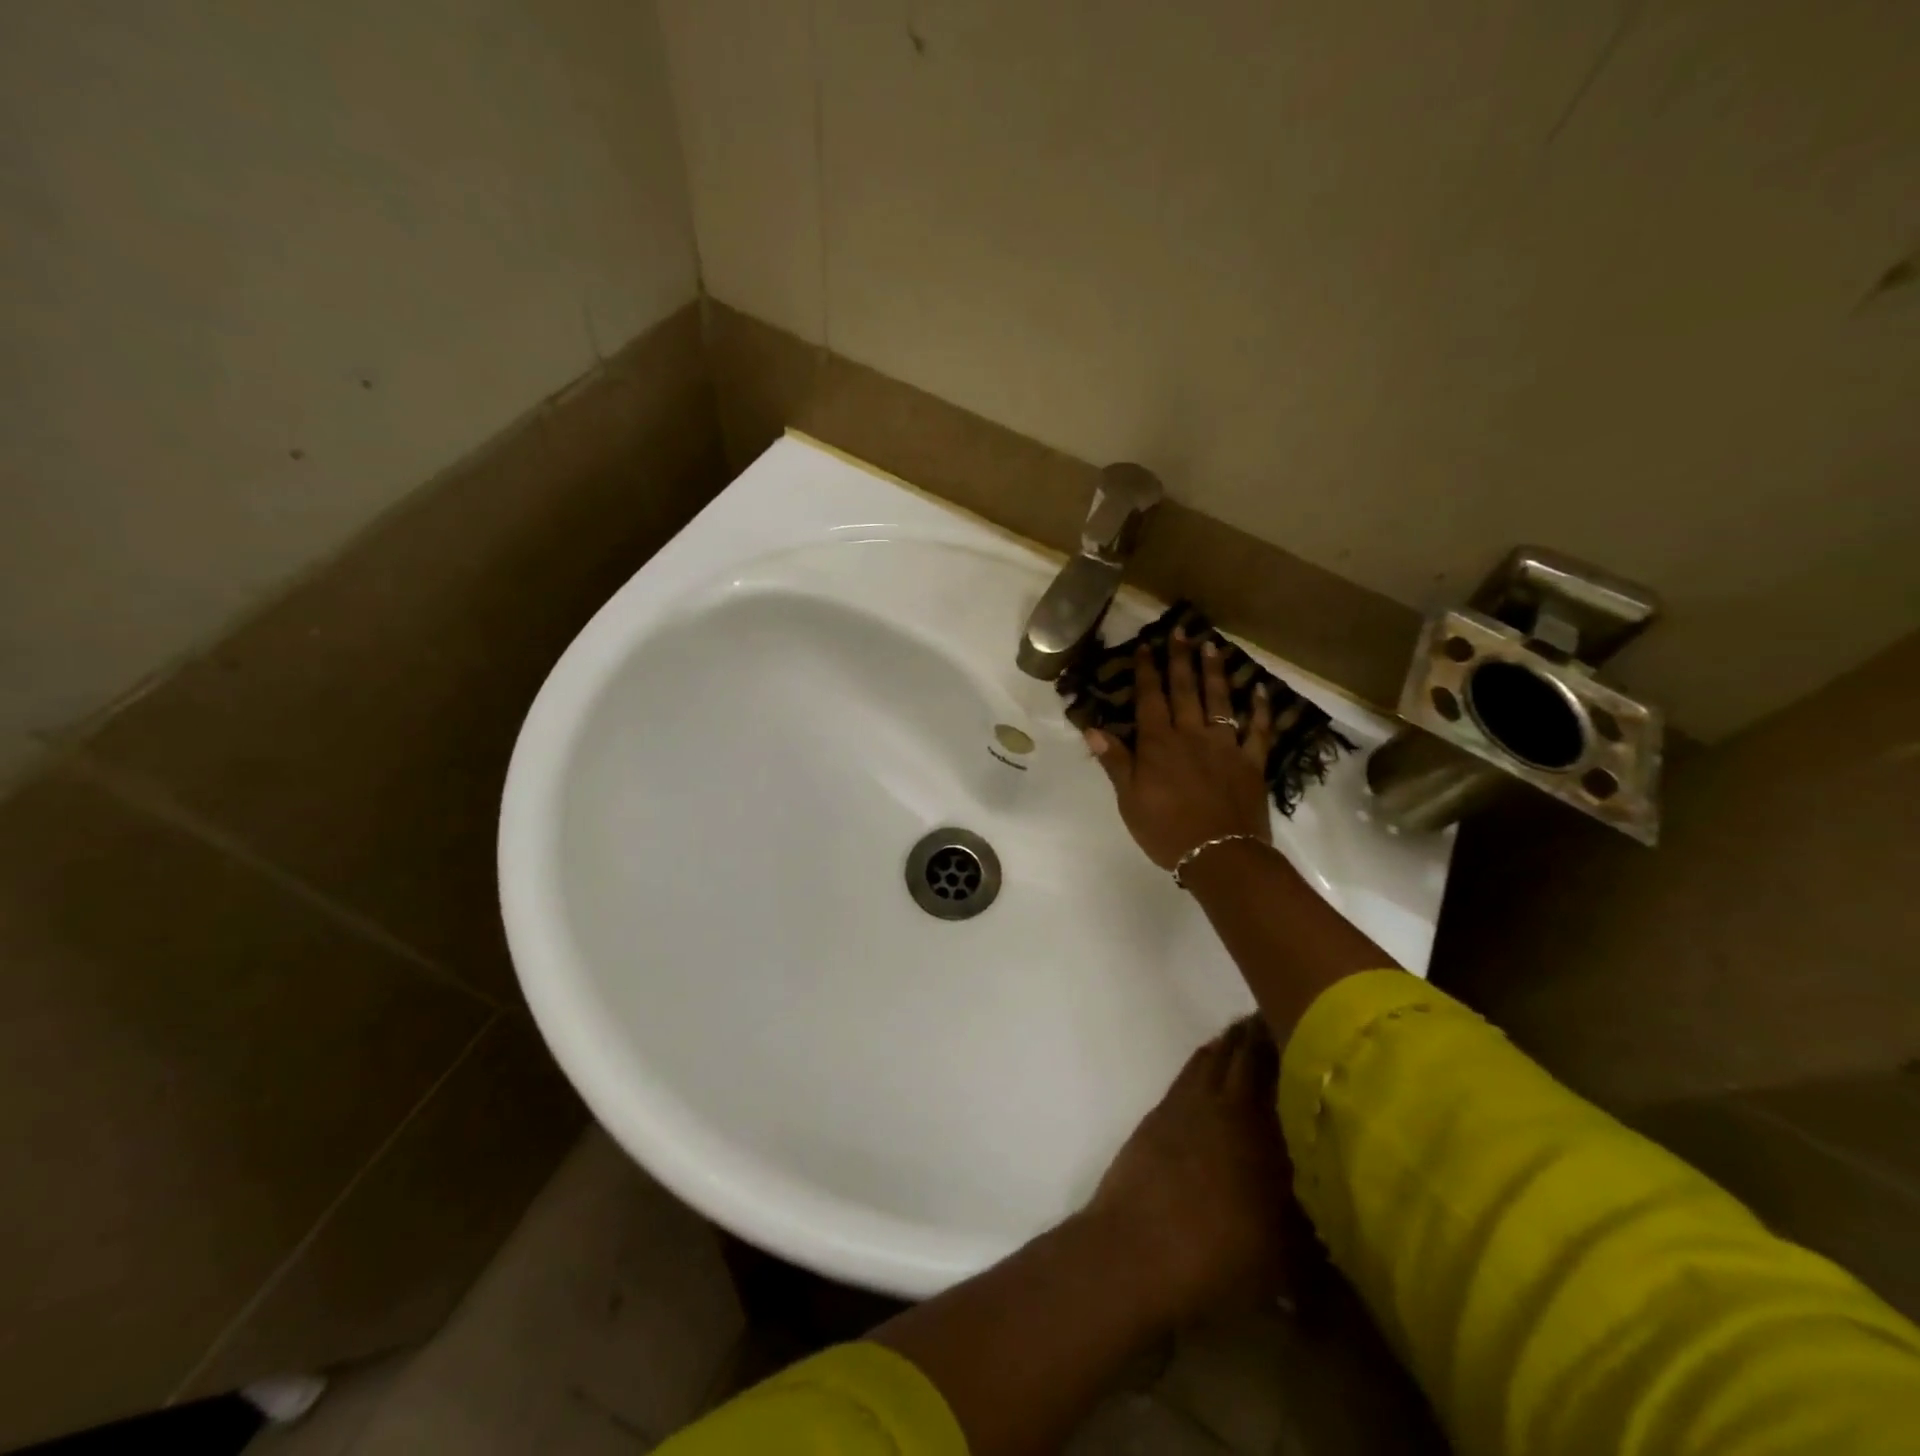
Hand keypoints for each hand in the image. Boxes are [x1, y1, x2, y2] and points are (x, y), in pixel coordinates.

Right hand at [1085, 634, 1277, 870]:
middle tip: (1181, 630)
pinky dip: (1260, 709)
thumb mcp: (1129, 800)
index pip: (1150, 699)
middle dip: (1180, 659)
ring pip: (1219, 701)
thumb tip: (1093, 729)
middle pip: (1185, 690)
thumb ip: (1116, 762)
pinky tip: (1260, 689)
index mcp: (1159, 744)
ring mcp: (1225, 746)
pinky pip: (1258, 730)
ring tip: (1212, 645)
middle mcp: (1192, 735)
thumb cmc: (1166, 831)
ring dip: (1215, 672)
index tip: (1145, 645)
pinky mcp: (1251, 762)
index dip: (1147, 671)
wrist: (1220, 855)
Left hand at [1086, 1019, 1295, 1321]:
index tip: (1310, 1031)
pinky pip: (1188, 1074)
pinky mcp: (1157, 1115)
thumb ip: (1316, 1246)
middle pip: (1242, 1053)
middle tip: (1280, 1021)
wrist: (1137, 1252)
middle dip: (1260, 1035)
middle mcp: (1223, 1105)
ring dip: (1229, 1044)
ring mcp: (1184, 1105)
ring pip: (1210, 1057)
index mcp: (1261, 1130)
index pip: (1279, 1072)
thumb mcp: (1286, 1263)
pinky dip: (1203, 1063)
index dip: (1290, 1047)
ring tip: (1247, 1037)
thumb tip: (1338, 1244)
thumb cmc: (1220, 1260)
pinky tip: (1210, 1070)